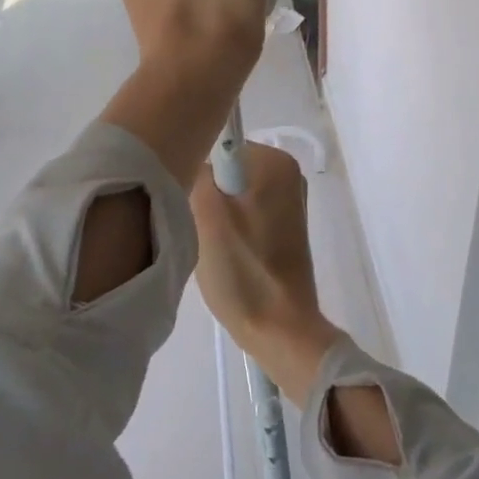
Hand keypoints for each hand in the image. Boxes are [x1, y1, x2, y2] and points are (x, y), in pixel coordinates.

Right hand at [191, 143, 341, 405]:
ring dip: (215, 216)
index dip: (198, 178)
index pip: (216, 148)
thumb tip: (190, 158)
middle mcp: (287, 172)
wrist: (280, 330)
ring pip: (230, 194)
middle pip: (224, 171)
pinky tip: (226, 256)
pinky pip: (243, 212)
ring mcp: (289, 200)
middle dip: (207, 197)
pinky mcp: (284, 225)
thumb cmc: (243, 270)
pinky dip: (229, 229)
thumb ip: (196, 173)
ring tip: (213, 247)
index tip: (192, 208)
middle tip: (201, 231)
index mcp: (275, 162)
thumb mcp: (205, 215)